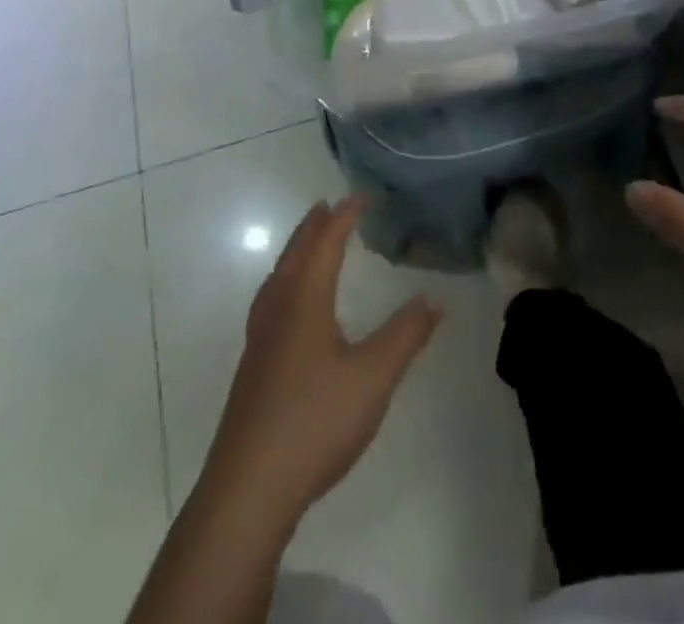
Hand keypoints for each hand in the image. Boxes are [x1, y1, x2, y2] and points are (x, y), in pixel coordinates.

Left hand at [201, 197, 441, 529]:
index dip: (345, 215)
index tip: (364, 196)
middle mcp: (278, 307)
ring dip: (298, 251)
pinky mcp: (254, 365)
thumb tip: (435, 298)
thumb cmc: (315, 421)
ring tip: (311, 242)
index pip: (326, 242)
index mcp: (305, 299)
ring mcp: (260, 337)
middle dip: (315, 226)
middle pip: (296, 252)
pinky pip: (272, 298)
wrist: (248, 488)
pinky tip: (292, 305)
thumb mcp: (374, 376)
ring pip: (279, 275)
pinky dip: (287, 279)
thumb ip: (406, 334)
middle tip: (331, 205)